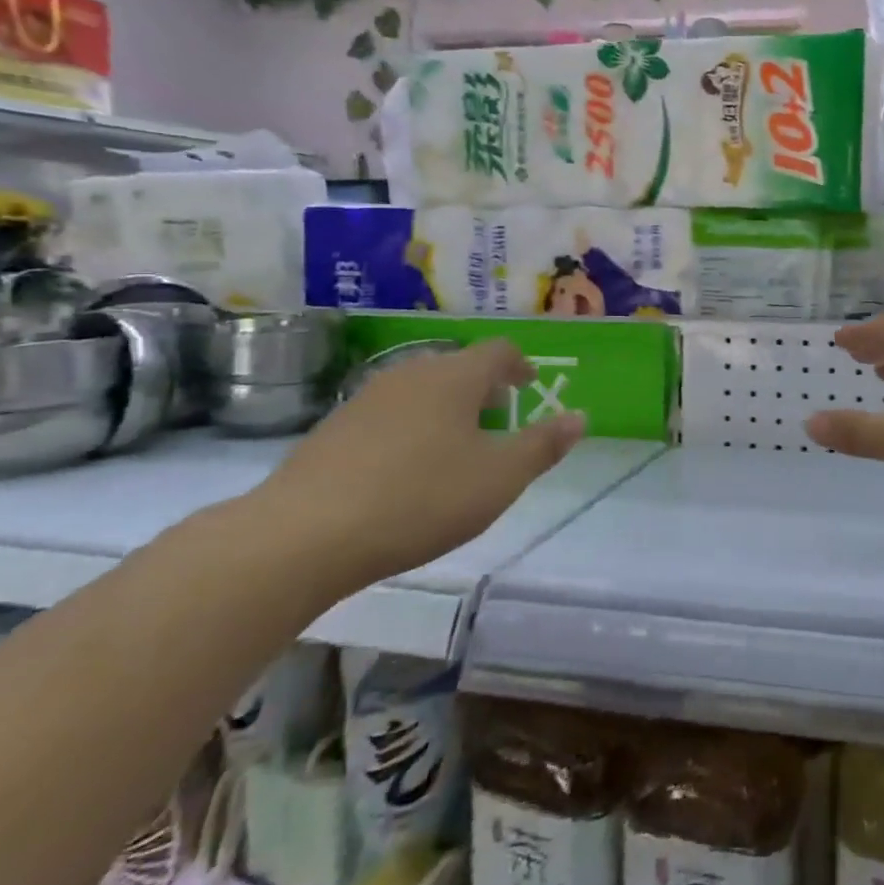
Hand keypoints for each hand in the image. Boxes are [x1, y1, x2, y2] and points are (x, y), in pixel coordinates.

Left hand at [257, 339, 584, 589]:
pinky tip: (405, 471)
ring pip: (421, 390)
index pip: (498, 350)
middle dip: (483, 389)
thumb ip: (543, 446)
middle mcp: (411, 373)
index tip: (529, 386)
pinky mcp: (333, 427)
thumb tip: (579, 417)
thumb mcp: (499, 478)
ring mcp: (366, 398)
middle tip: (498, 422)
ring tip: (455, 449)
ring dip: (446, 409)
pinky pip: (389, 414)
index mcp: (455, 377)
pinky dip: (410, 429)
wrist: (304, 534)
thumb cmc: (420, 499)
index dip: (520, 365)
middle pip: (458, 367)